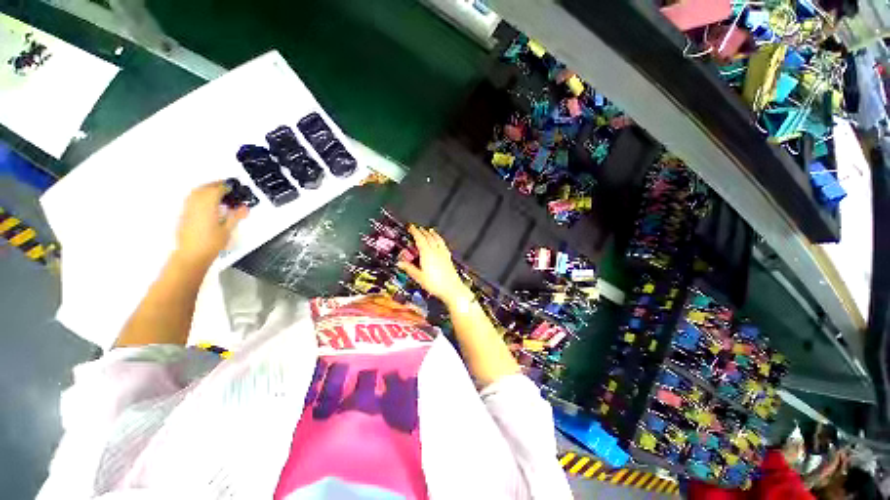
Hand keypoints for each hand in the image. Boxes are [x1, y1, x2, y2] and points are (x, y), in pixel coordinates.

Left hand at [174, 181, 248, 265]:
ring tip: (218, 192)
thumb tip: (244, 207)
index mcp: (207, 206)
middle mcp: (195, 205)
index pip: (216, 190)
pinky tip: (207, 202)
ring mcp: (188, 209)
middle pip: (204, 188)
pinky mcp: (184, 214)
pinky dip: (200, 195)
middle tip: (227, 187)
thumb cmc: (210, 244)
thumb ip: (236, 216)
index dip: (226, 187)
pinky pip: (191, 199)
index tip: (234, 187)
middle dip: (216, 185)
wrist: (191, 255)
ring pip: (196, 192)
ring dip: (207, 189)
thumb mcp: (228, 230)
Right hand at [397, 226, 471, 306]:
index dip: (415, 231)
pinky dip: (440, 240)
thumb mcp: (419, 277)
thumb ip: (409, 269)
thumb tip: (400, 263)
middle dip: (422, 231)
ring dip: (432, 234)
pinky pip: (443, 244)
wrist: (452, 289)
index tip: (411, 227)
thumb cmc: (434, 284)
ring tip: (430, 230)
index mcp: (427, 253)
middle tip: (418, 228)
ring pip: (437, 239)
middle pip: (428, 237)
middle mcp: (435, 251)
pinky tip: (440, 241)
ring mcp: (443, 253)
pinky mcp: (448, 257)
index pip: (420, 238)